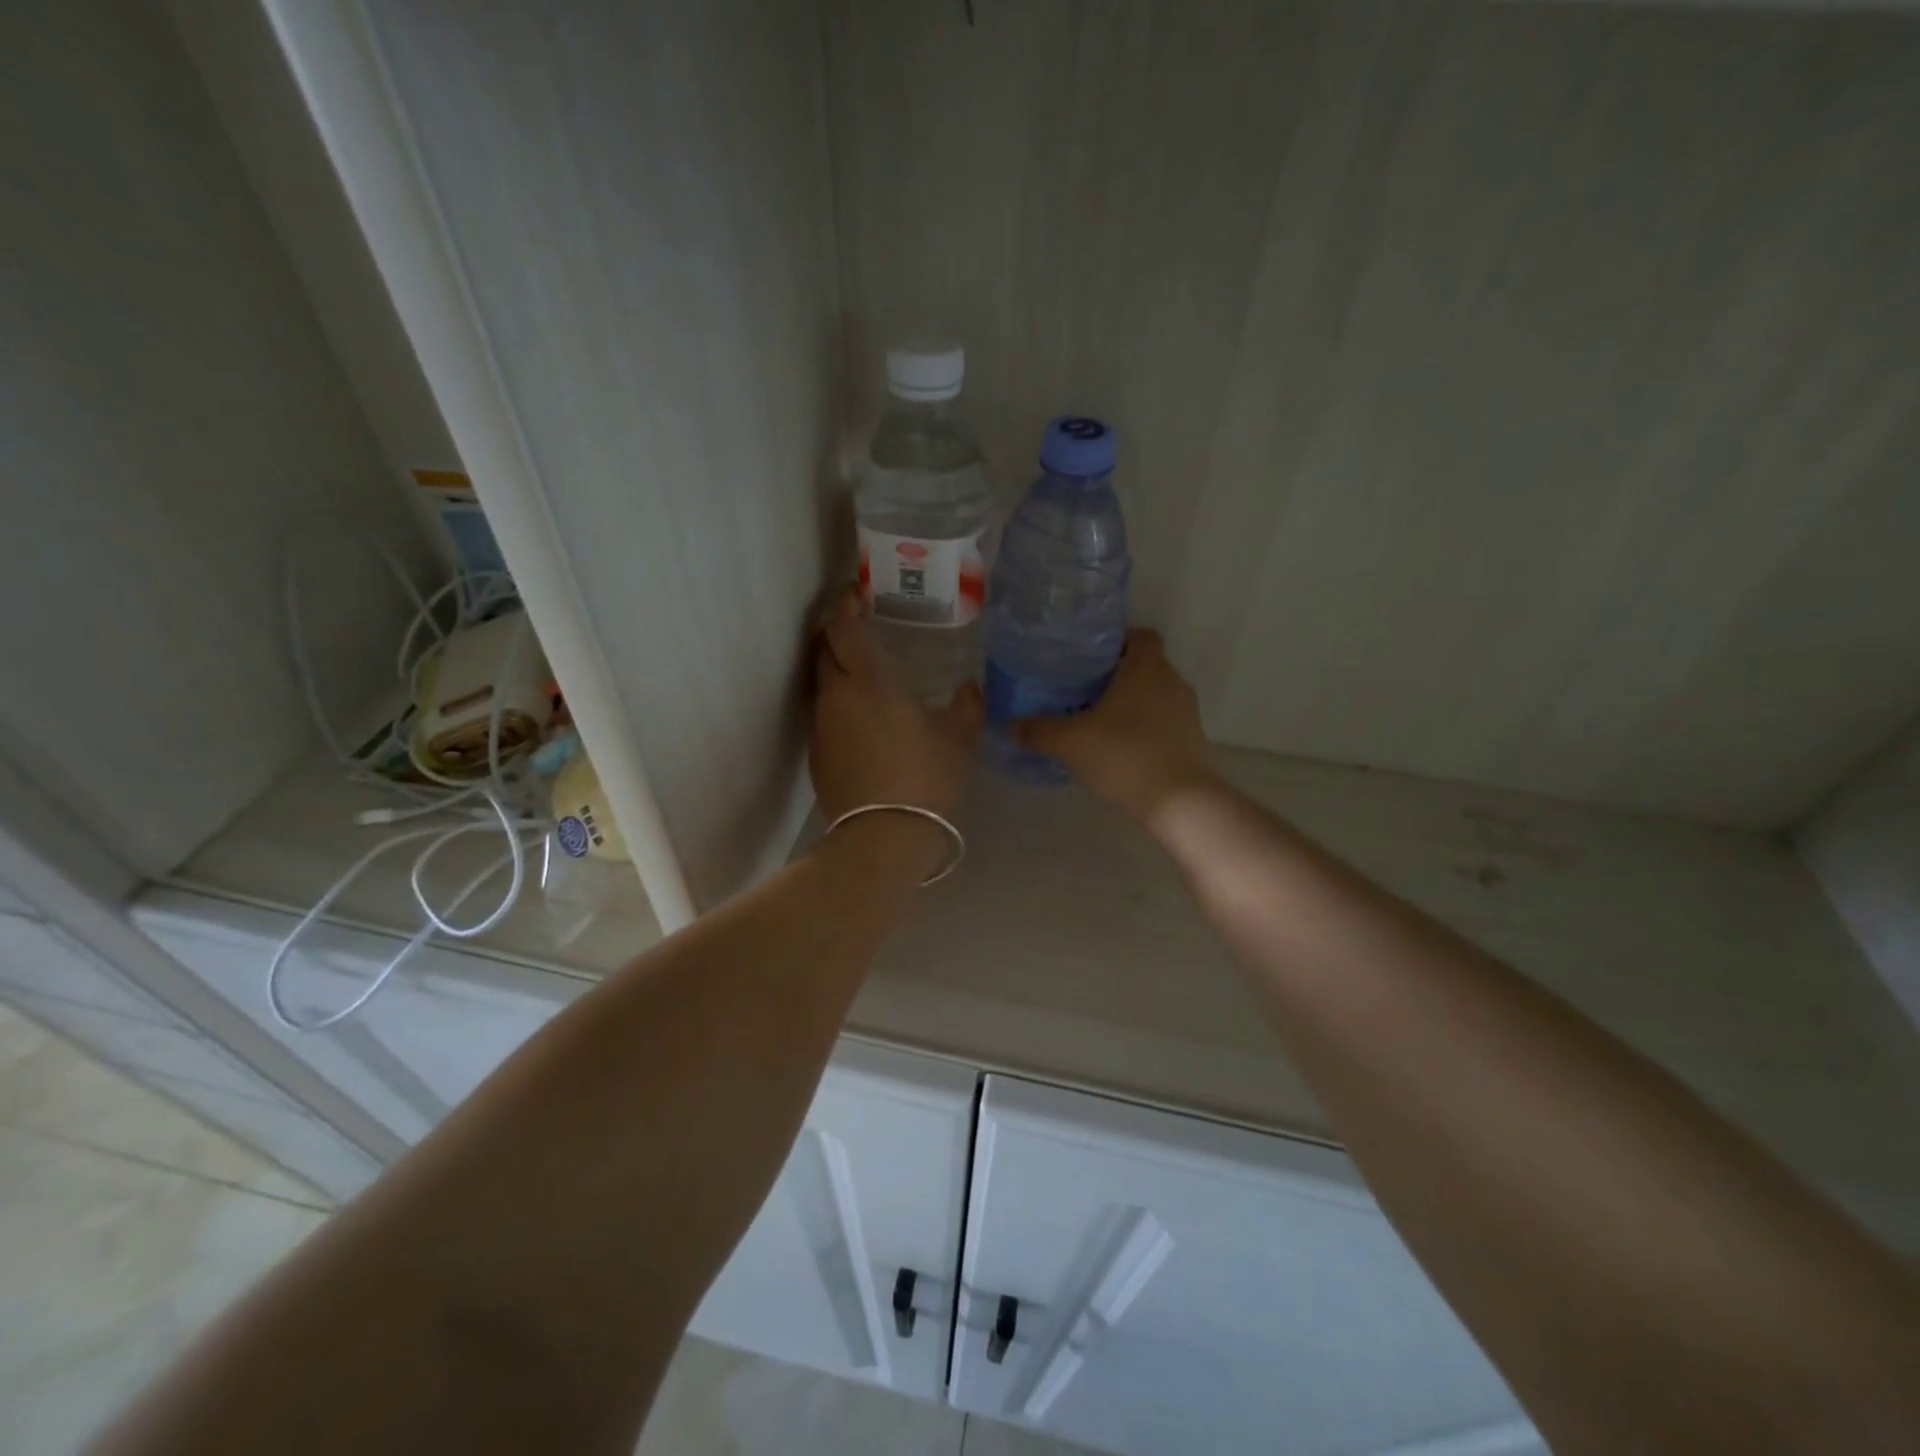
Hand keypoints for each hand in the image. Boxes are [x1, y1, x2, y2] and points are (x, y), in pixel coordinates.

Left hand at [810, 587, 983, 828]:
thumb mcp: (959, 738)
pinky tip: (865, 723)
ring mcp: (822, 727)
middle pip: (825, 650)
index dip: (845, 604)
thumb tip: (969, 690)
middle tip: (861, 630)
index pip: (843, 626)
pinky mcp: (817, 756)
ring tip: (867, 678)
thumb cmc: (926, 777)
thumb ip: (966, 706)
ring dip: (838, 672)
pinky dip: (840, 707)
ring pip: (824, 684)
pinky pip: (826, 717)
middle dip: (838, 634)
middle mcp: (837, 695)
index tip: (856, 592)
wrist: (883, 837)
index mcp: (870, 680)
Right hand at [1014, 628, 1215, 822]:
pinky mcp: (1192, 742)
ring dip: (1131, 705)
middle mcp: (1172, 682)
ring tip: (1098, 722)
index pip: (1140, 636)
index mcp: (1146, 667)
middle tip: (1083, 691)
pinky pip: (1163, 724)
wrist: (1178, 802)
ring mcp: (1187, 713)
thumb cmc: (1123, 754)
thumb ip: (1038, 730)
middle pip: (1145, 666)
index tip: (1089, 659)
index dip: (1116, 643)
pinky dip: (1144, 730)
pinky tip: (1119, 750)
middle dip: (1117, 677)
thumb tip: (1010, 725)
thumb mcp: (1069, 742)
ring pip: (1155, 696)